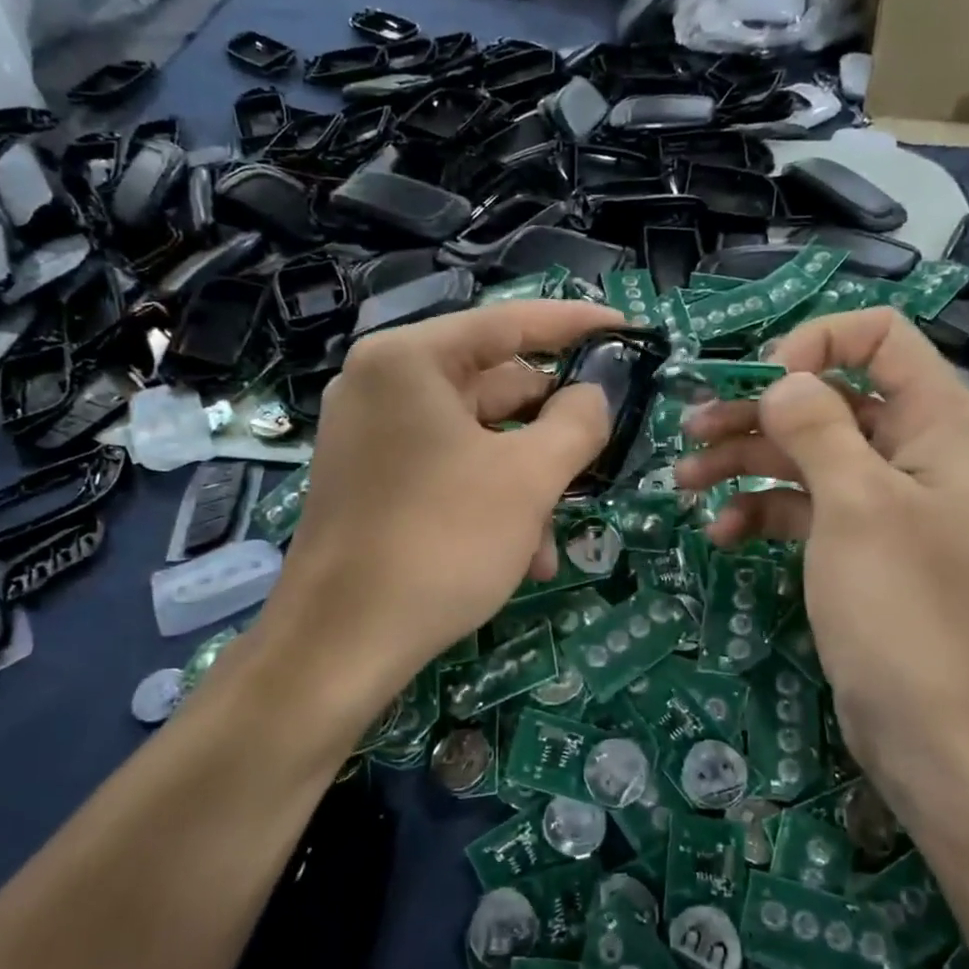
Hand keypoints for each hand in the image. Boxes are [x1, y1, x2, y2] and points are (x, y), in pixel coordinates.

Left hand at [257, 301, 621, 720]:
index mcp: (410, 361)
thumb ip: (577, 422)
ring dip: (526, 484)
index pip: (509, 324)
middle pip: (493, 388)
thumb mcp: (528, 478)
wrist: (340, 644)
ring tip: (555, 540)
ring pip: (476, 441)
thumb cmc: (441, 542)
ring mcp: (371, 437)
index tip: (628, 329)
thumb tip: (593, 395)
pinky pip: (447, 473)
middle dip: (551, 432)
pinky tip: (522, 558)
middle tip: (602, 452)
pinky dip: (489, 503)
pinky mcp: (370, 483)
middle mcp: (382, 386)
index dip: (576, 325)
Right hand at [675, 308, 968, 817]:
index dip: (815, 345)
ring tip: (685, 479)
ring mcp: (884, 501)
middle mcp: (915, 451)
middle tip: (690, 428)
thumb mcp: (857, 506)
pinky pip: (803, 505)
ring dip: (745, 459)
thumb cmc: (904, 610)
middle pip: (829, 397)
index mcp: (940, 424)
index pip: (879, 337)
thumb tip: (780, 381)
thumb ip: (817, 428)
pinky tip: (723, 532)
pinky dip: (762, 509)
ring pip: (806, 452)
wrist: (935, 735)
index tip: (759, 385)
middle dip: (758, 410)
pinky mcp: (857, 544)